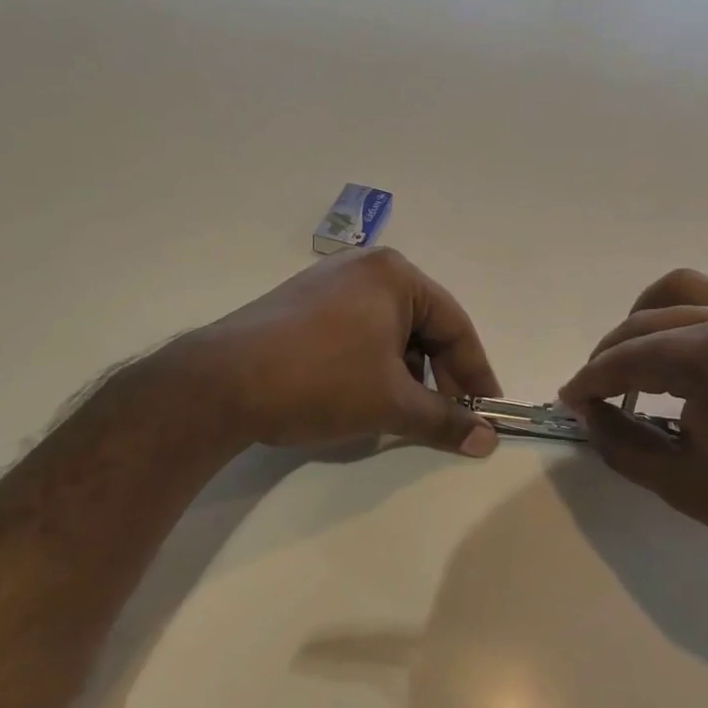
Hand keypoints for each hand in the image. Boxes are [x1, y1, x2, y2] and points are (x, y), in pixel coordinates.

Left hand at [146, 248, 502, 456]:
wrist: (219, 384)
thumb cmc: (320, 381)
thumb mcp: (391, 403)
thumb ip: (445, 420)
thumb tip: (488, 440)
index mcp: (395, 275)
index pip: (455, 326)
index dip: (476, 373)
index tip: (488, 412)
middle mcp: (365, 267)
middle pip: (423, 325)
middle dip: (439, 374)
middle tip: (450, 416)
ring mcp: (329, 282)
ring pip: (390, 330)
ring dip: (407, 371)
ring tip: (405, 410)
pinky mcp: (302, 303)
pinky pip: (358, 330)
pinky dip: (374, 363)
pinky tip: (366, 394)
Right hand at [558, 269, 707, 589]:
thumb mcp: (681, 482)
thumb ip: (621, 442)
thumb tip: (586, 414)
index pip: (631, 356)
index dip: (591, 380)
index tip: (566, 401)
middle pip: (648, 319)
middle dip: (611, 352)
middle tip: (592, 394)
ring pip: (683, 290)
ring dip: (645, 319)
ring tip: (630, 361)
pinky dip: (682, 317)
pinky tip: (676, 356)